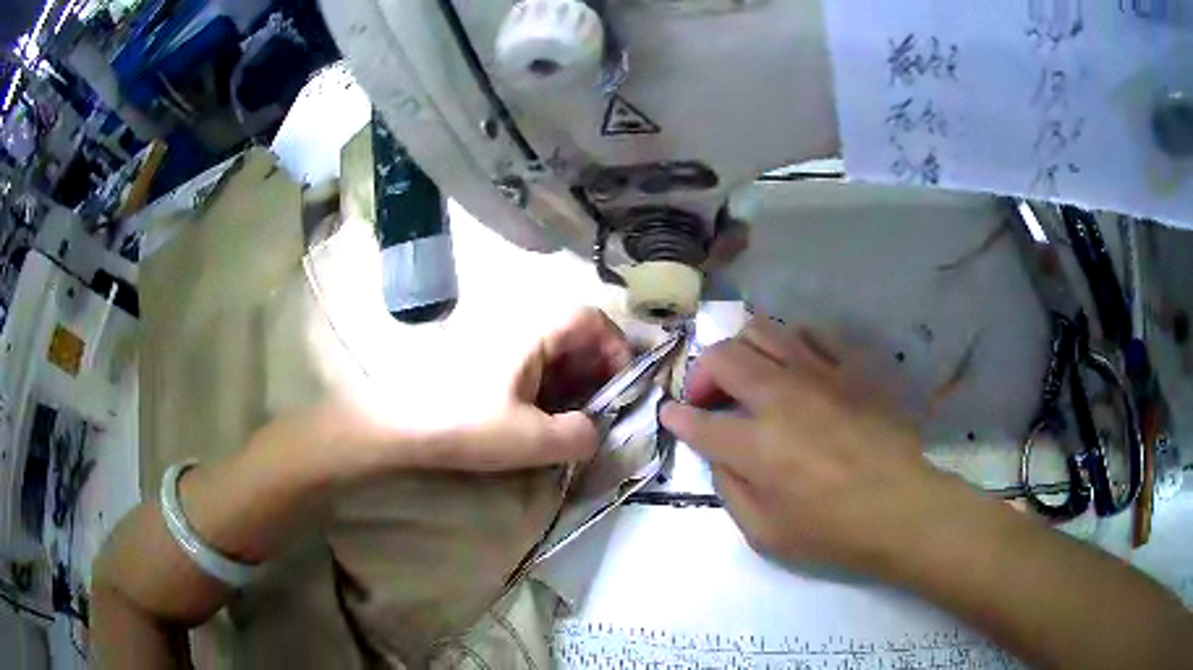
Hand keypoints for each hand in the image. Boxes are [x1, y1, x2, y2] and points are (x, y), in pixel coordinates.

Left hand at [294, 308, 631, 480]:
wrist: (398, 426)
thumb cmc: (464, 424)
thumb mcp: (530, 439)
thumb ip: (578, 436)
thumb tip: (592, 431)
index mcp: (533, 332)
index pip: (591, 318)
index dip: (616, 347)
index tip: (620, 385)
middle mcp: (518, 326)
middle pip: (574, 333)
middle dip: (596, 369)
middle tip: (599, 408)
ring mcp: (499, 341)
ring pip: (553, 350)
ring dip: (572, 380)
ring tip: (573, 418)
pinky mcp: (484, 359)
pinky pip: (530, 363)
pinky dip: (547, 386)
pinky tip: (541, 416)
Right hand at [660, 316, 972, 576]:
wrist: (901, 508)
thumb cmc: (832, 530)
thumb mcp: (764, 533)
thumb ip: (730, 488)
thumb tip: (719, 453)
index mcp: (757, 445)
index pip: (697, 420)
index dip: (677, 416)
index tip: (672, 414)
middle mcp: (782, 397)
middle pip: (723, 356)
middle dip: (702, 374)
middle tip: (710, 399)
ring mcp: (819, 374)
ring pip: (762, 331)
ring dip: (742, 351)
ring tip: (750, 377)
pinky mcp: (849, 366)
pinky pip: (810, 333)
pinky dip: (791, 345)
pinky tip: (796, 369)